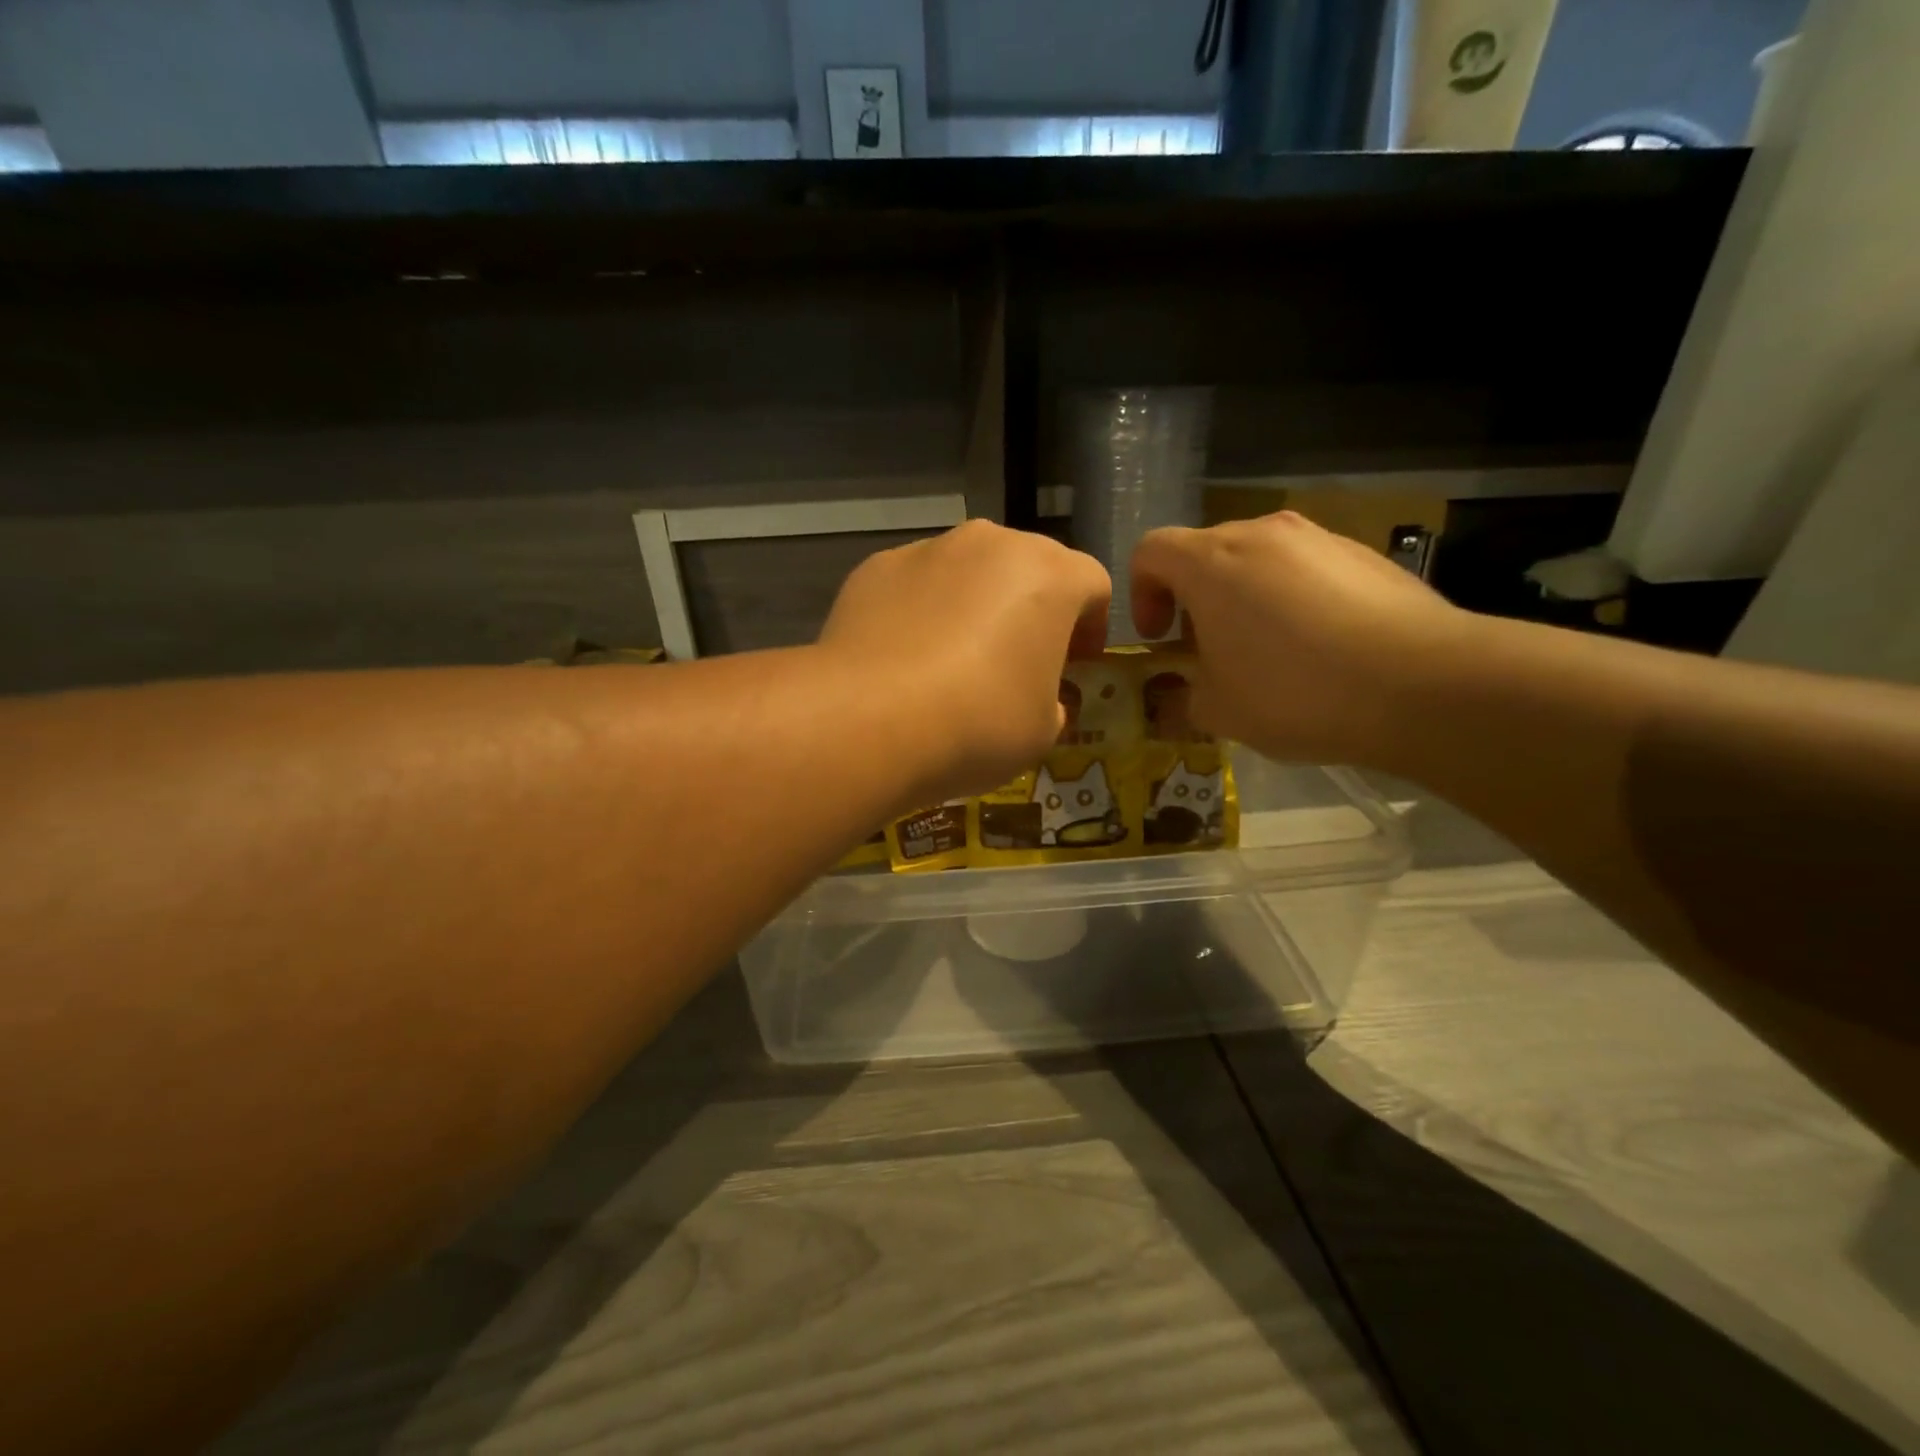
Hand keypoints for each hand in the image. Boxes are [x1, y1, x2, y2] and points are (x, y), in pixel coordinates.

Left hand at [819, 520, 1110, 801]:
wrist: (869, 719)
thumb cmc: (979, 723)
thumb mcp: (1043, 731)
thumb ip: (1054, 702)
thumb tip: (1041, 697)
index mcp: (1049, 574)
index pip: (1093, 584)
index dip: (1093, 627)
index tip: (1077, 666)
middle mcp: (991, 543)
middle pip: (1028, 568)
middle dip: (1033, 610)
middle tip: (1018, 661)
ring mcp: (927, 550)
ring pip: (968, 572)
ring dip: (975, 606)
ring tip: (953, 663)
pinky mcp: (875, 568)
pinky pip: (916, 586)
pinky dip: (921, 612)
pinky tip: (905, 660)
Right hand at [1131, 511, 1470, 765]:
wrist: (1423, 684)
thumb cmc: (1295, 692)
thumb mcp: (1217, 710)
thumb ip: (1184, 694)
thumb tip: (1188, 691)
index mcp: (1212, 562)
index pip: (1151, 550)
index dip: (1142, 593)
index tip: (1160, 638)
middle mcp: (1263, 534)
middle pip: (1206, 552)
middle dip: (1194, 599)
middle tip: (1209, 651)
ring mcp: (1320, 538)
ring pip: (1259, 560)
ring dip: (1245, 598)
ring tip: (1269, 652)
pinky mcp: (1366, 554)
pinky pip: (1307, 570)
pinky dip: (1294, 599)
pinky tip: (1321, 648)